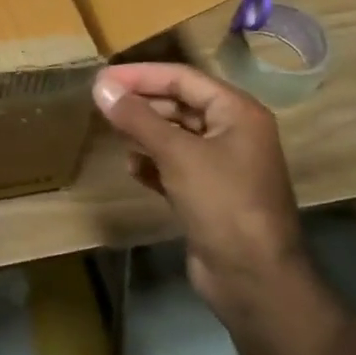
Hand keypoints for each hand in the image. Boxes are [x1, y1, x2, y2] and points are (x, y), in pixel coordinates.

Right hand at [92, 62, 305, 320]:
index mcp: (238, 113)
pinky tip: (132, 167)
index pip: (183, 79)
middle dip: (142, 104)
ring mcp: (223, 166)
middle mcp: (233, 133)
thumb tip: (101, 85)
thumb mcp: (177, 154)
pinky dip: (153, 163)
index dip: (141, 75)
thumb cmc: (222, 203)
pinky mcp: (209, 195)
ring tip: (113, 133)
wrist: (254, 279)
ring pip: (176, 136)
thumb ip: (137, 118)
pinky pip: (176, 166)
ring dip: (145, 133)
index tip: (103, 77)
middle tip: (102, 103)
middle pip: (180, 105)